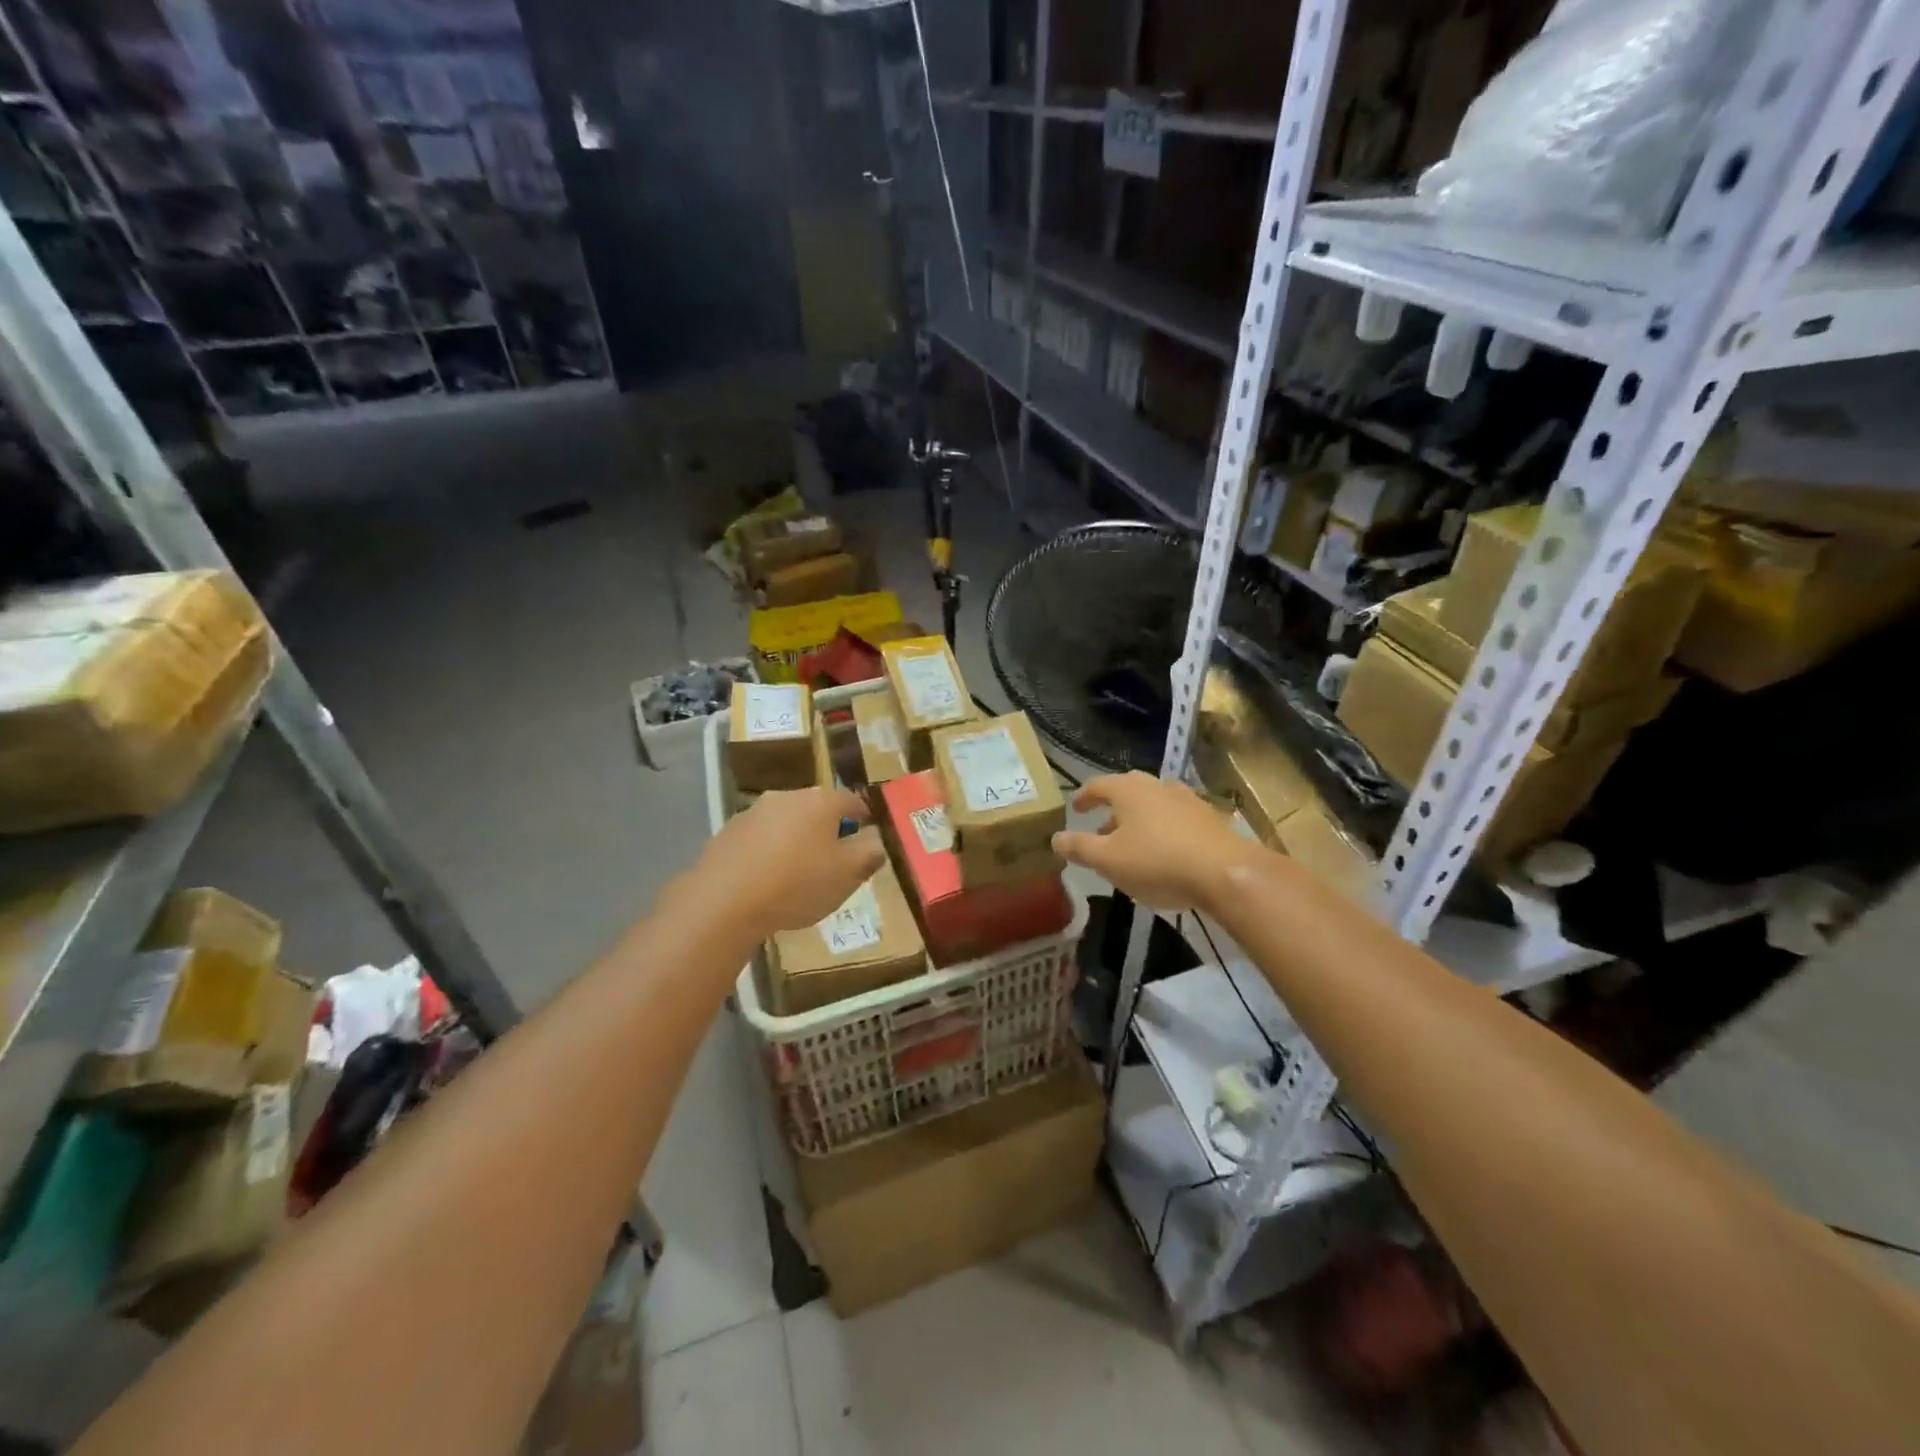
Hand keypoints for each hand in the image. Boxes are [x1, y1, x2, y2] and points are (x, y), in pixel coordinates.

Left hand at [695, 786, 887, 936]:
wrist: (723, 901)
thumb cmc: (797, 884)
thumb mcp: (847, 876)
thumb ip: (868, 855)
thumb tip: (875, 842)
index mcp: (820, 802)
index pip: (851, 799)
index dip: (863, 815)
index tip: (867, 832)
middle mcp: (786, 797)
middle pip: (815, 808)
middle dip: (827, 828)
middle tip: (834, 856)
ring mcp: (752, 813)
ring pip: (784, 822)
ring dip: (795, 839)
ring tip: (798, 871)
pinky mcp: (726, 834)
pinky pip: (758, 840)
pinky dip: (767, 853)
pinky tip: (766, 880)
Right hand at [1052, 771, 1262, 910]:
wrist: (1225, 872)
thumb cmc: (1157, 862)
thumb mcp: (1108, 860)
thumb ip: (1079, 847)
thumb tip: (1055, 838)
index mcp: (1129, 790)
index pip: (1098, 785)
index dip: (1083, 796)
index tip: (1075, 808)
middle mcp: (1157, 786)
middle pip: (1128, 789)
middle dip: (1112, 807)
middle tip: (1101, 826)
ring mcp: (1186, 799)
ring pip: (1153, 803)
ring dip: (1138, 819)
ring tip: (1131, 843)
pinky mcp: (1209, 817)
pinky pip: (1175, 817)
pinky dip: (1162, 828)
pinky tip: (1164, 851)